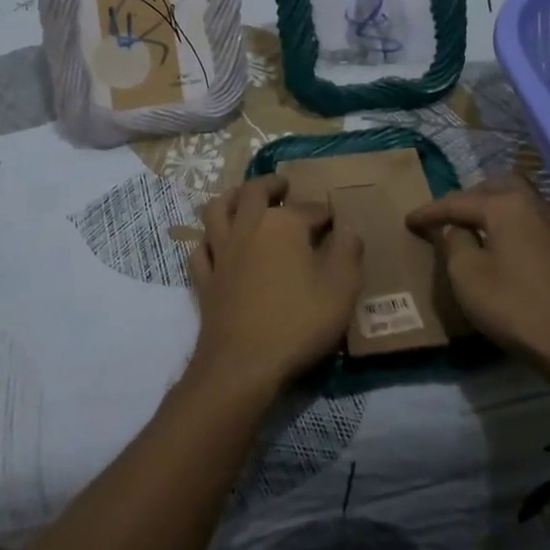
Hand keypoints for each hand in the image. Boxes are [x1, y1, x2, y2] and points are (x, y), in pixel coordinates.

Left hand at [186, 174, 363, 395]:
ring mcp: (221, 252)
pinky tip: (217, 244)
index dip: (324, 214)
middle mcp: (248, 227)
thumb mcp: (342, 288)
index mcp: (283, 224)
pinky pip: (201, 248)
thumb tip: (347, 230)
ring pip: (218, 210)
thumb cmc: (298, 322)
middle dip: (271, 185)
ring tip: (243, 197)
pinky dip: (209, 240)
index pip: (309, 209)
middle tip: (282, 186)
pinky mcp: (204, 279)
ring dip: (232, 198)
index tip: (334, 222)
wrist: (243, 364)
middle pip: (254, 192)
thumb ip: (348, 252)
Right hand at [406, 177, 549, 371]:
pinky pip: (530, 220)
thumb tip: (458, 229)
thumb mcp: (467, 276)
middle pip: (493, 188)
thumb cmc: (515, 306)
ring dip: (492, 207)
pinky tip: (504, 244)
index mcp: (505, 205)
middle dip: (466, 198)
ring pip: (517, 200)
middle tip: (445, 217)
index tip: (408, 221)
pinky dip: (510, 223)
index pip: (457, 201)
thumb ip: (455, 243)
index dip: (430, 212)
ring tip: (473, 226)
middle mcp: (533, 204)